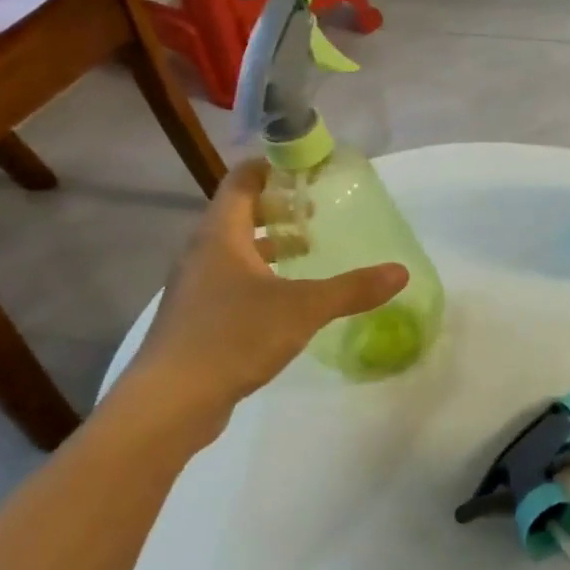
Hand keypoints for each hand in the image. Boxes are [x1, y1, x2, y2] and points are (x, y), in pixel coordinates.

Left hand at [122, 160, 406, 427]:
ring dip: (271, 243)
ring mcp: (195, 286)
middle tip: (319, 209)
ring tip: (310, 249)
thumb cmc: (233, 337)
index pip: (243, 180)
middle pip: (240, 213)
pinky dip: (262, 274)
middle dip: (280, 207)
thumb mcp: (304, 309)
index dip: (273, 166)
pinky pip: (232, 279)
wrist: (169, 403)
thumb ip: (353, 288)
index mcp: (221, 236)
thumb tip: (400, 272)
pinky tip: (288, 296)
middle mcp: (202, 253)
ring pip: (236, 249)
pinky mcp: (197, 317)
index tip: (308, 166)